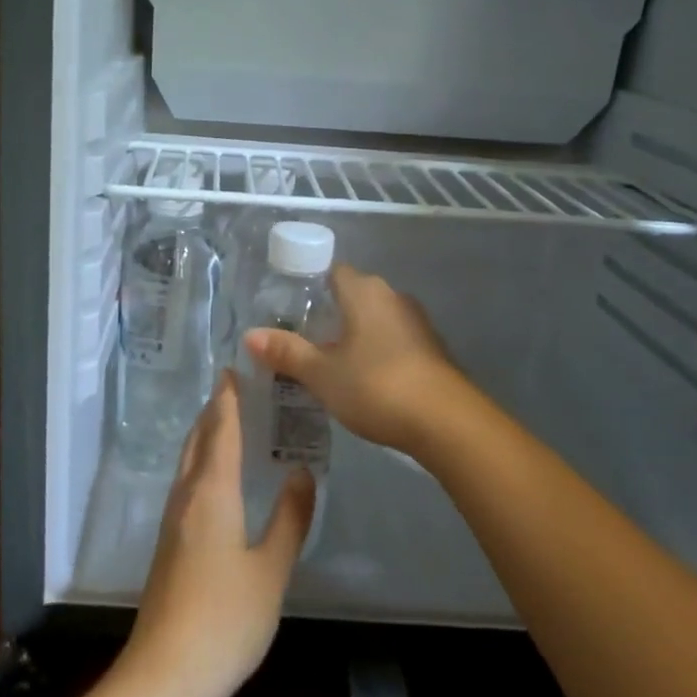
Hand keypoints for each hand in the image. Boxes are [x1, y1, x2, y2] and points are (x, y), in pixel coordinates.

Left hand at [120, 373, 314, 696]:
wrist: (165, 673)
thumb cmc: (226, 618)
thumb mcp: (271, 569)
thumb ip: (290, 519)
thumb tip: (302, 472)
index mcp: (211, 493)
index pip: (220, 432)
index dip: (227, 400)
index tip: (233, 370)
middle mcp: (186, 497)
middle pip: (198, 441)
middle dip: (213, 411)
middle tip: (233, 388)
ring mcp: (172, 522)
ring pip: (188, 462)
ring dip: (204, 435)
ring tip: (225, 422)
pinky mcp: (168, 544)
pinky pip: (185, 483)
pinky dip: (201, 462)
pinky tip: (213, 478)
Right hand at [242, 263, 466, 457]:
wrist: (447, 423)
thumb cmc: (377, 386)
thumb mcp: (322, 373)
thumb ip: (287, 352)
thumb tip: (250, 335)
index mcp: (365, 292)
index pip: (333, 272)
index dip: (310, 286)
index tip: (288, 308)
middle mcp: (393, 297)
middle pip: (353, 296)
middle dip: (329, 314)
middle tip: (301, 339)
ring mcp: (417, 323)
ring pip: (374, 320)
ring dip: (354, 335)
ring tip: (326, 362)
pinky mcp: (431, 350)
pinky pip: (393, 341)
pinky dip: (375, 352)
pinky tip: (362, 379)